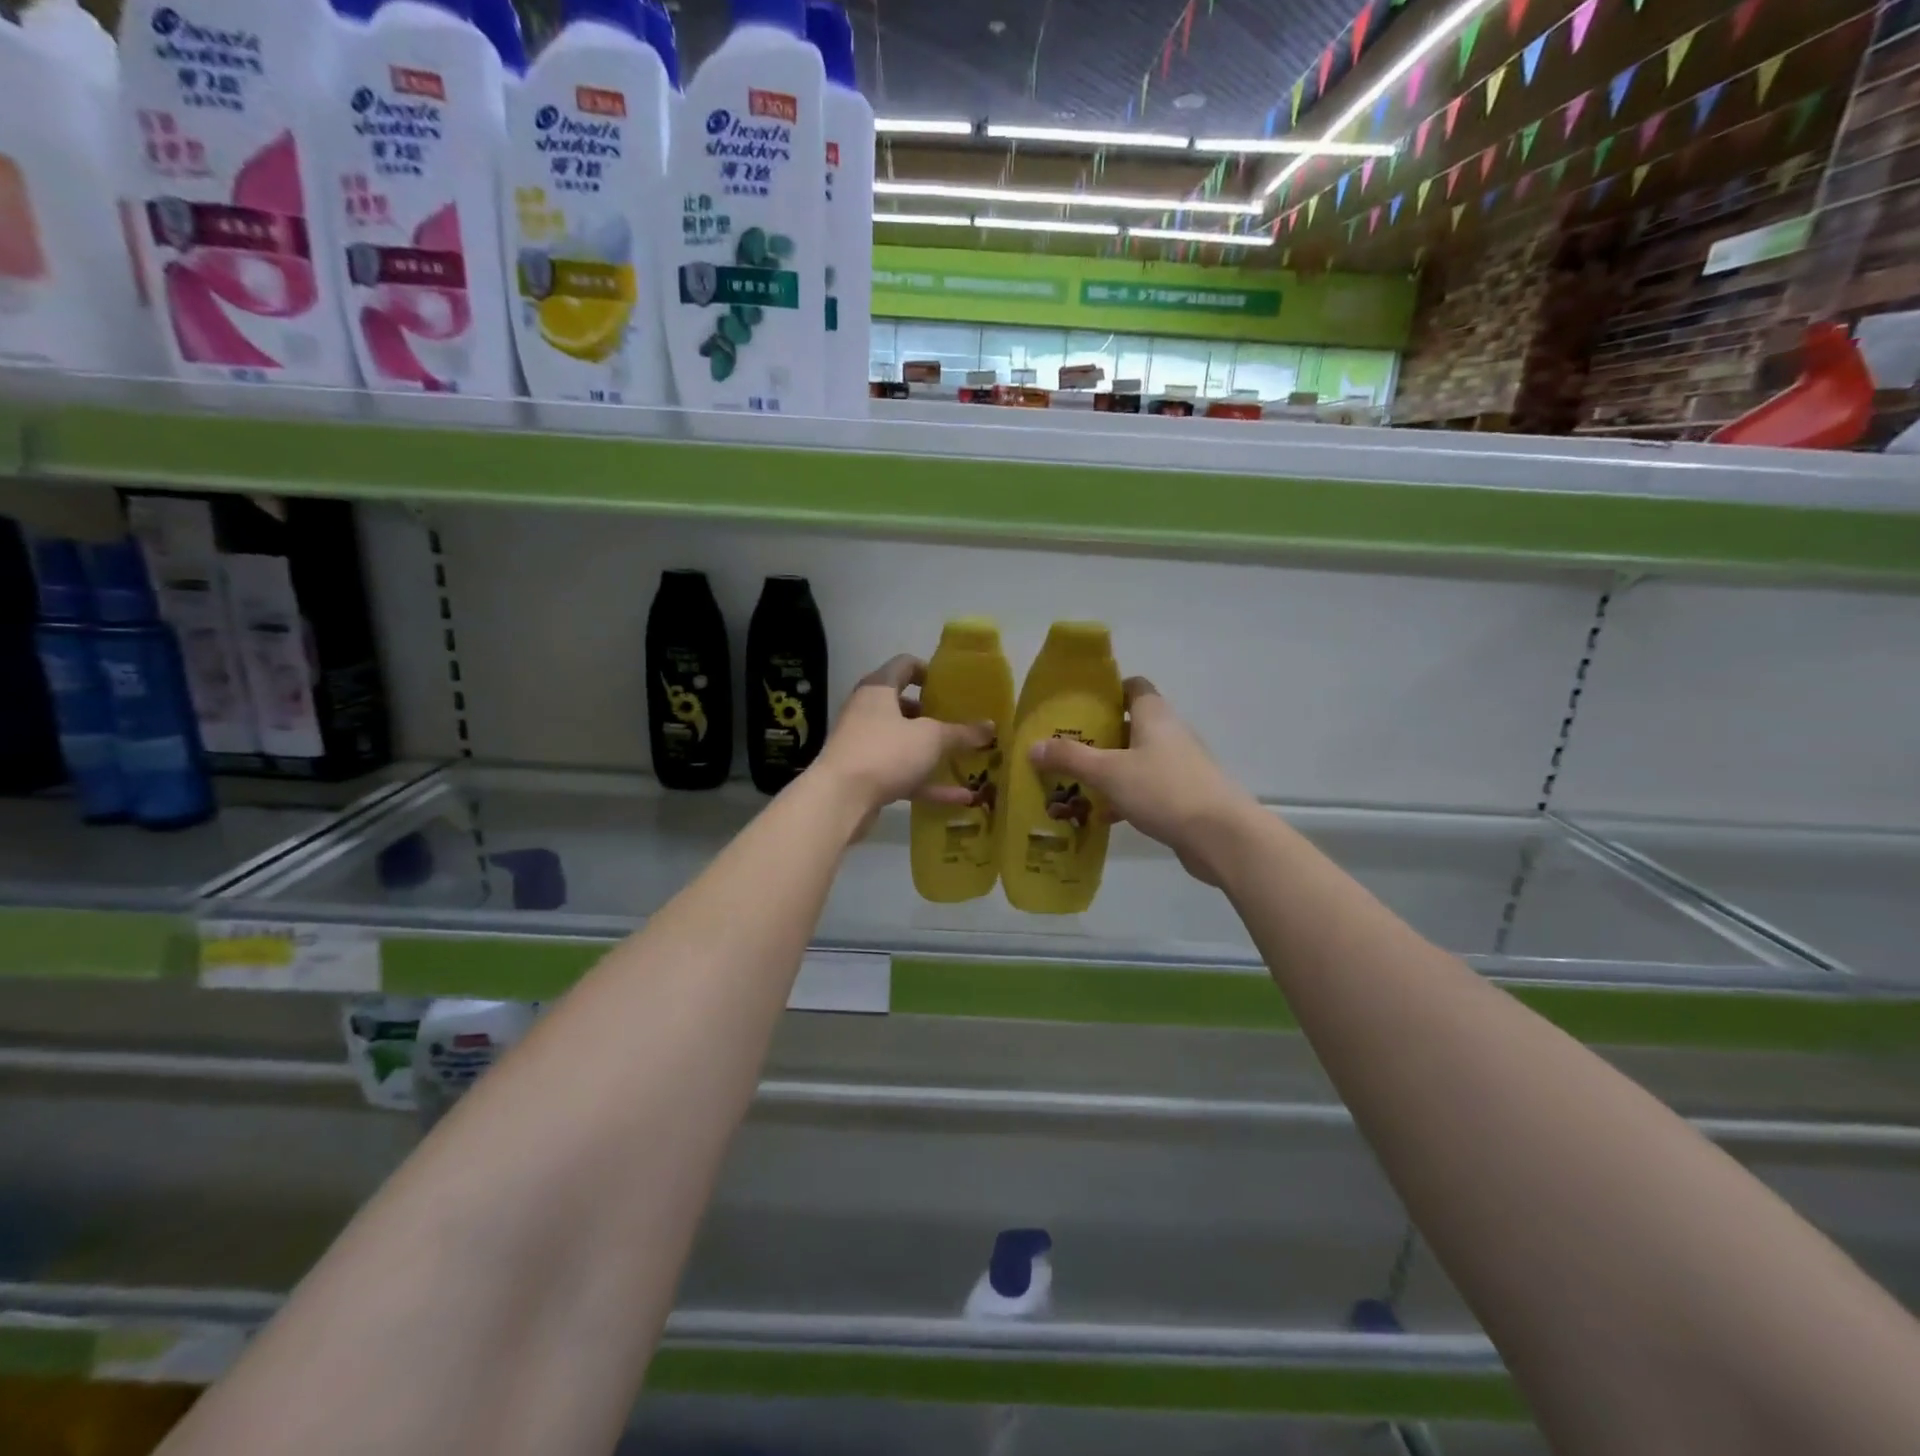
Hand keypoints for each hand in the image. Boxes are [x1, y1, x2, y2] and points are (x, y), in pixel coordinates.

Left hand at [811, 655, 994, 829]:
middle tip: (962, 722)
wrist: (839, 799)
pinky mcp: (867, 776)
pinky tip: (960, 798)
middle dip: (934, 715)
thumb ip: (961, 733)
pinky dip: (928, 783)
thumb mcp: (931, 739)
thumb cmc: (886, 752)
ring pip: (905, 743)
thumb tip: (990, 727)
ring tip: (966, 758)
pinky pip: (903, 774)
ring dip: (933, 752)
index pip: (905, 665)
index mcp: (878, 689)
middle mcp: (868, 712)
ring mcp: (865, 745)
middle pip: (904, 706)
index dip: (930, 671)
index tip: (954, 687)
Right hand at [1029, 678, 1256, 885]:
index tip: (1078, 703)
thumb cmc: (1163, 789)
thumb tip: (1032, 746)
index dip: (1107, 689)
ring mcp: (1180, 765)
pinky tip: (1102, 816)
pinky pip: (1147, 788)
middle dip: (1099, 734)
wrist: (1220, 836)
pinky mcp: (1184, 795)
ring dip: (1110, 769)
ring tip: (1075, 782)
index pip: (1133, 686)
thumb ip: (1070, 758)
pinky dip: (1124, 797)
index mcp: (1154, 715)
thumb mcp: (1108, 772)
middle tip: (1064, 746)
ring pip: (1137, 759)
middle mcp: (1170, 733)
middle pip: (1131, 724)